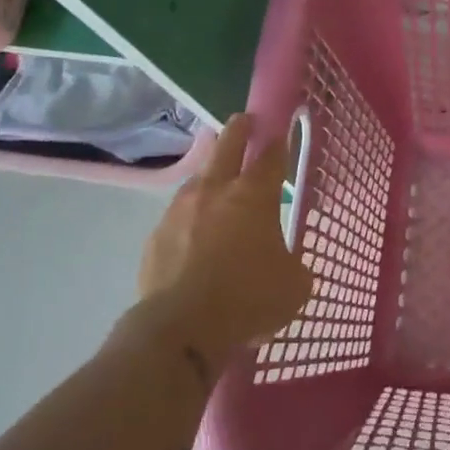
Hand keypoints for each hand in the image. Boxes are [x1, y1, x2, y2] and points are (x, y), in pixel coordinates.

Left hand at [134, 114, 313, 355]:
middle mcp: (215, 191)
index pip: (271, 155)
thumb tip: (288, 265)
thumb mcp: (294, 286)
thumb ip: (294, 265)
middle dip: (239, 129)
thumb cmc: (248, 299)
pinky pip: (177, 217)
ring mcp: (179, 210)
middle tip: (245, 121)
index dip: (279, 142)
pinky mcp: (156, 236)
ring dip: (211, 174)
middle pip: (227, 144)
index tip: (282, 132)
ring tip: (217, 182)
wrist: (181, 328)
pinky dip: (189, 218)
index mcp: (254, 195)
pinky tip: (194, 236)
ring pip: (197, 178)